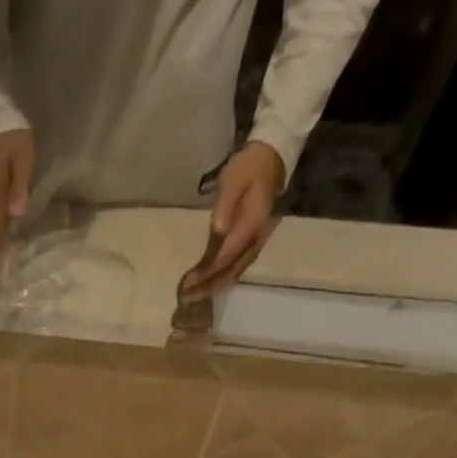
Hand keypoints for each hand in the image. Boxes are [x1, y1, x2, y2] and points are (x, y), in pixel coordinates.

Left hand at [178, 142, 284, 302]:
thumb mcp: (233, 179)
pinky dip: (222, 279)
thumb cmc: (248, 168)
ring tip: (193, 297)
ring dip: (214, 287)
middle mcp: (256, 238)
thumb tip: (218, 229)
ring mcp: (255, 242)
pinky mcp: (251, 243)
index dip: (208, 272)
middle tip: (186, 297)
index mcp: (251, 224)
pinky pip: (237, 267)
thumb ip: (226, 203)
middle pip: (231, 271)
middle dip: (208, 286)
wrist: (270, 159)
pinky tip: (208, 286)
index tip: (189, 283)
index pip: (227, 256)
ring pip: (234, 272)